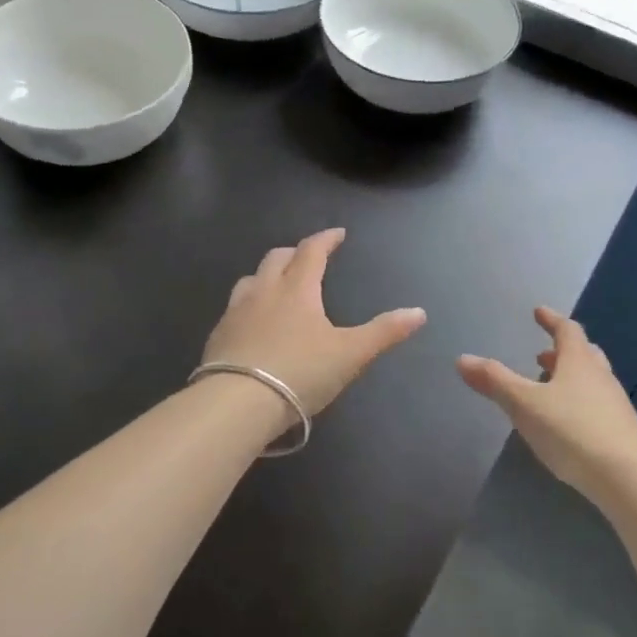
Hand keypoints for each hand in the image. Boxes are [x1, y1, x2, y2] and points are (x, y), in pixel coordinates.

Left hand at [202, 228, 426, 417]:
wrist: (237, 403)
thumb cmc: (300, 372)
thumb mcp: (350, 354)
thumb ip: (384, 332)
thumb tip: (419, 313)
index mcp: (298, 289)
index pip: (312, 251)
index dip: (326, 239)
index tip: (337, 234)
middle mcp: (264, 291)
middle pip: (277, 258)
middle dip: (294, 252)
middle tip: (308, 257)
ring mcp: (236, 312)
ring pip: (250, 279)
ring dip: (266, 275)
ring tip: (277, 284)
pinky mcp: (217, 335)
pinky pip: (233, 308)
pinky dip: (248, 304)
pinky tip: (252, 322)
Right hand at [457, 307, 636, 498]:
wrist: (626, 478)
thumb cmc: (571, 430)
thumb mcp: (524, 404)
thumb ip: (494, 381)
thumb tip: (462, 358)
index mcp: (579, 361)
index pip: (567, 330)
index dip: (552, 320)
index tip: (539, 312)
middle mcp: (601, 376)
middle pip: (584, 353)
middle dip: (562, 351)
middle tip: (542, 354)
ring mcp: (615, 404)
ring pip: (592, 380)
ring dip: (570, 377)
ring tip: (550, 388)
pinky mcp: (621, 431)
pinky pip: (597, 405)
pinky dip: (579, 402)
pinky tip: (567, 422)